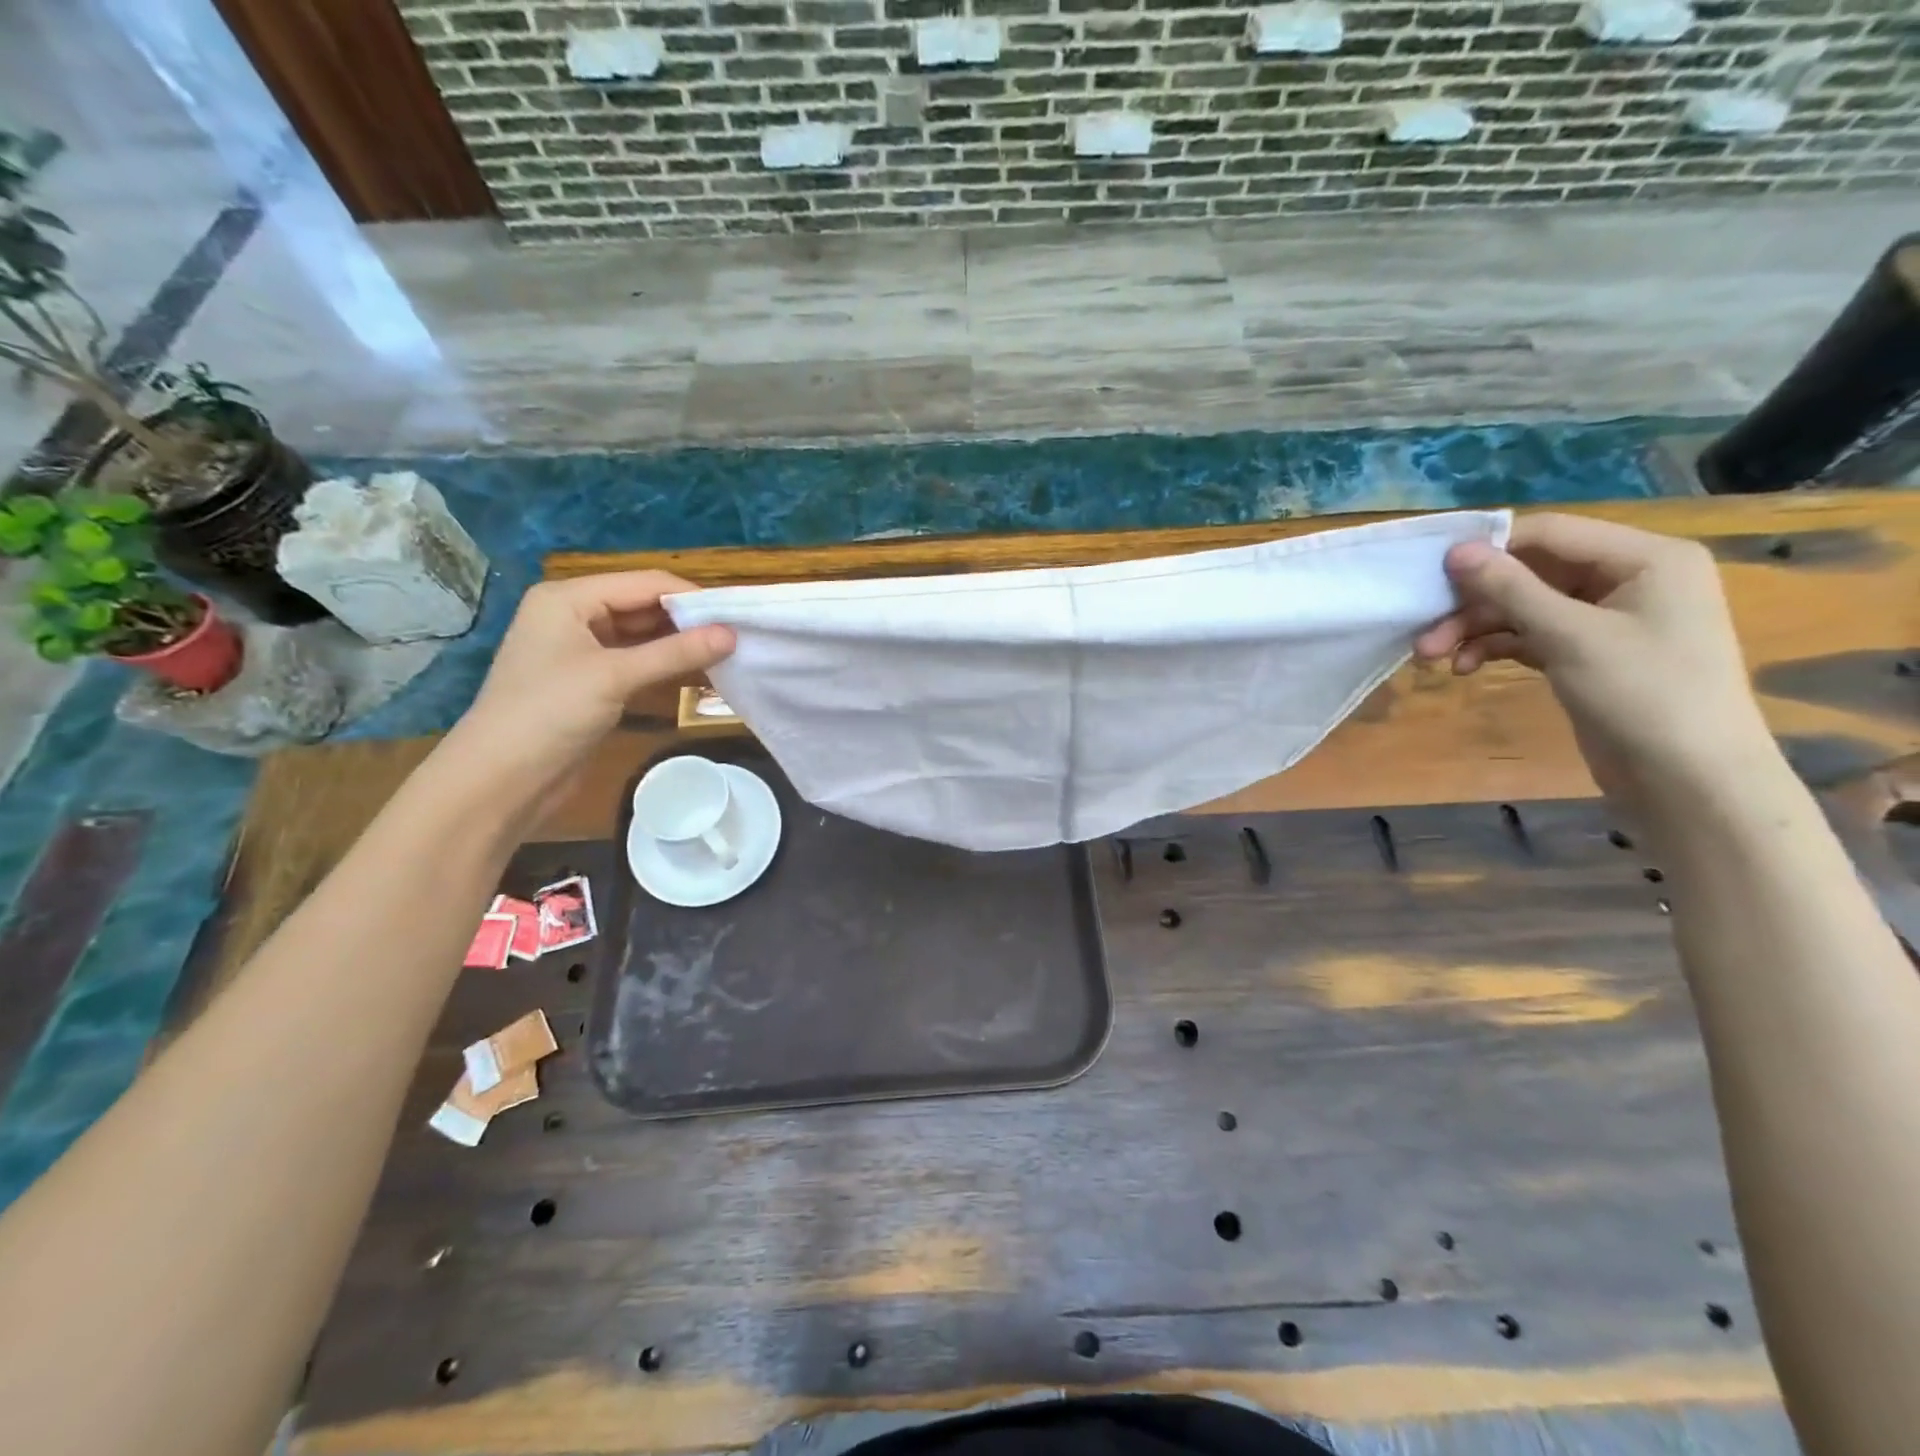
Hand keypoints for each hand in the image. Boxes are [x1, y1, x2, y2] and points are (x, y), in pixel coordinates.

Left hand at [449, 572, 733, 794]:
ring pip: (642, 635)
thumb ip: (676, 652)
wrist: (501, 779)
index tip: (737, 615)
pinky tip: (698, 671)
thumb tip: (733, 634)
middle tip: (738, 635)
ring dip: (679, 643)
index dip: (691, 596)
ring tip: (727, 653)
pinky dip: (664, 664)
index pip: (644, 583)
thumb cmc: (549, 713)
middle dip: (688, 620)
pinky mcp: (590, 681)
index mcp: (569, 598)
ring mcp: (581, 649)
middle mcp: (575, 615)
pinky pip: (636, 661)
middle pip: (643, 605)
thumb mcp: (615, 677)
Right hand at [1414, 513, 1770, 810]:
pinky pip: (1532, 634)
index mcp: (1646, 557)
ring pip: (1525, 607)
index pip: (1549, 533)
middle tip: (1424, 630)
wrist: (1688, 779)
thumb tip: (1455, 550)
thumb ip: (1510, 589)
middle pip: (1531, 572)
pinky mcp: (1589, 653)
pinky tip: (1466, 667)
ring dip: (1477, 628)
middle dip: (1475, 601)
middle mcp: (1629, 578)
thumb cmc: (1643, 694)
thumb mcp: (1570, 636)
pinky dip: (1497, 647)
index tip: (1431, 575)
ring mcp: (1608, 618)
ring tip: (1432, 657)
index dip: (1489, 549)